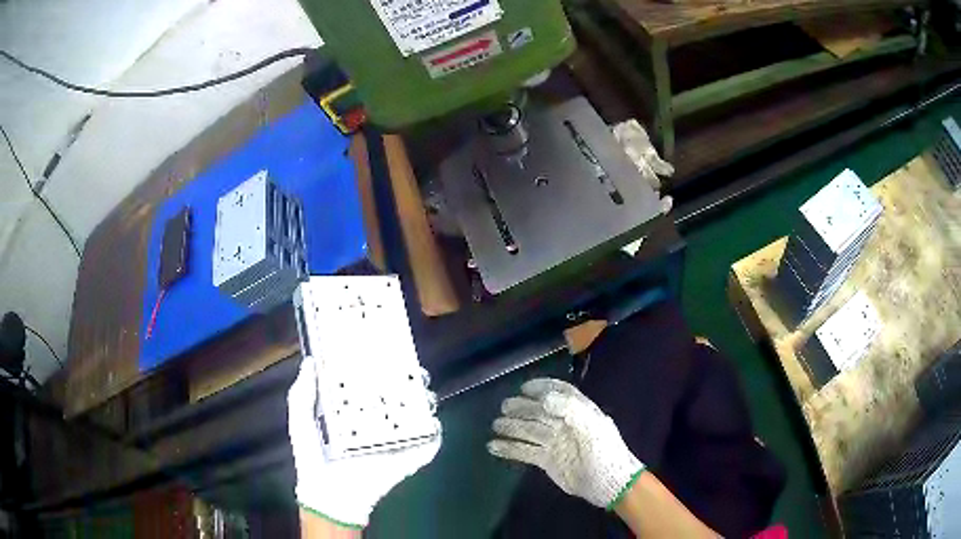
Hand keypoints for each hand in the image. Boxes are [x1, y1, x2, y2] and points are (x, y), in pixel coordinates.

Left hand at [288, 356, 441, 528]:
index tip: (384, 352)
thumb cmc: (313, 458)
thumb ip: (302, 394)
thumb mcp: (302, 422)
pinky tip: (432, 421)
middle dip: (408, 383)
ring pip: (415, 417)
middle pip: (397, 398)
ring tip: (424, 392)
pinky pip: (427, 445)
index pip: (369, 387)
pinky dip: (434, 434)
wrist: (330, 495)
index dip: (378, 370)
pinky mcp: (407, 459)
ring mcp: (393, 442)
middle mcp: (375, 425)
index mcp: (352, 414)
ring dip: (424, 403)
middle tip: (413, 370)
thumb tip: (311, 362)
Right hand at [488, 378, 643, 508]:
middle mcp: (565, 424)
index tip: (523, 387)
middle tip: (504, 406)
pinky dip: (510, 448)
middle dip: (522, 407)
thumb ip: (569, 408)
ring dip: (512, 427)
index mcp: (579, 411)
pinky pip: (525, 451)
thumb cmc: (603, 451)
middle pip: (539, 411)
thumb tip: (544, 398)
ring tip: (495, 425)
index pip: (560, 392)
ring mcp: (555, 443)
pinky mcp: (547, 461)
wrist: (607, 483)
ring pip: (529, 430)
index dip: (542, 387)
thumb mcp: (591, 426)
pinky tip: (494, 446)